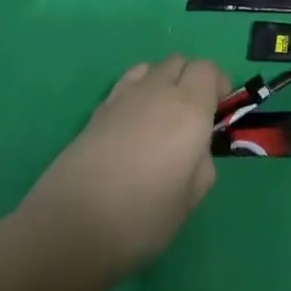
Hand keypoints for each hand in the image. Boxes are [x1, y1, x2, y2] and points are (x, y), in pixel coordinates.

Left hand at [16, 55, 228, 284]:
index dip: (218, 84)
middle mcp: (158, 90)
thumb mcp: (190, 200)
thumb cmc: (142, 219)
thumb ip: (202, 164)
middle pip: (179, 61)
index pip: (209, 69)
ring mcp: (124, 96)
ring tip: (161, 117)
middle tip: (193, 115)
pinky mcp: (97, 110)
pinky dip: (137, 93)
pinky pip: (127, 84)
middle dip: (191, 79)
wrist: (70, 228)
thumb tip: (196, 150)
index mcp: (189, 107)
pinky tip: (132, 127)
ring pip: (151, 67)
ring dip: (163, 81)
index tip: (219, 111)